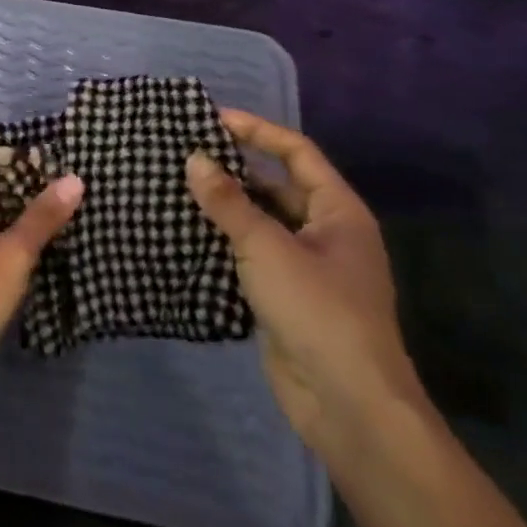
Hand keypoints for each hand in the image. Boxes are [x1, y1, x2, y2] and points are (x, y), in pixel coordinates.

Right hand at [187, 110, 422, 456]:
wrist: (349, 407)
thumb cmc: (318, 311)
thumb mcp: (267, 248)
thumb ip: (228, 203)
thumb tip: (194, 159)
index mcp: (338, 212)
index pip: (297, 153)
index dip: (257, 131)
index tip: (212, 119)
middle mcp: (326, 234)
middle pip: (277, 185)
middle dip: (235, 169)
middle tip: (185, 153)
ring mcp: (307, 268)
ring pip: (261, 222)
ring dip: (225, 206)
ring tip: (177, 187)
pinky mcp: (286, 298)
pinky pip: (251, 255)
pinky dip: (223, 241)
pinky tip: (186, 233)